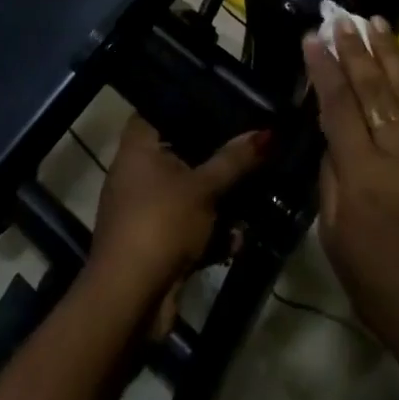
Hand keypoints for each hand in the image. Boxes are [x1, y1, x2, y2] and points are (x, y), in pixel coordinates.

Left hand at [89, 116, 265, 334]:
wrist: (130, 300)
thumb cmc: (161, 224)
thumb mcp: (204, 188)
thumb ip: (235, 160)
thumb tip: (268, 132)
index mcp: (138, 146)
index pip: (162, 107)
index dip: (191, 103)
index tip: (226, 99)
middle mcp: (137, 171)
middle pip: (182, 151)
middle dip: (216, 156)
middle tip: (251, 145)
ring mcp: (145, 208)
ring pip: (190, 191)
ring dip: (220, 199)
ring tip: (256, 191)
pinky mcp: (157, 240)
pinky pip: (190, 224)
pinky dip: (211, 231)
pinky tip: (238, 238)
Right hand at [304, 18, 398, 360]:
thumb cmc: (379, 284)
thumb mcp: (335, 236)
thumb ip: (332, 178)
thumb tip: (332, 138)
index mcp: (364, 176)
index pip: (339, 107)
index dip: (324, 69)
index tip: (312, 37)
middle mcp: (397, 153)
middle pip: (371, 89)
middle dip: (353, 49)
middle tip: (339, 17)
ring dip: (385, 52)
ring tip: (372, 21)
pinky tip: (396, 61)